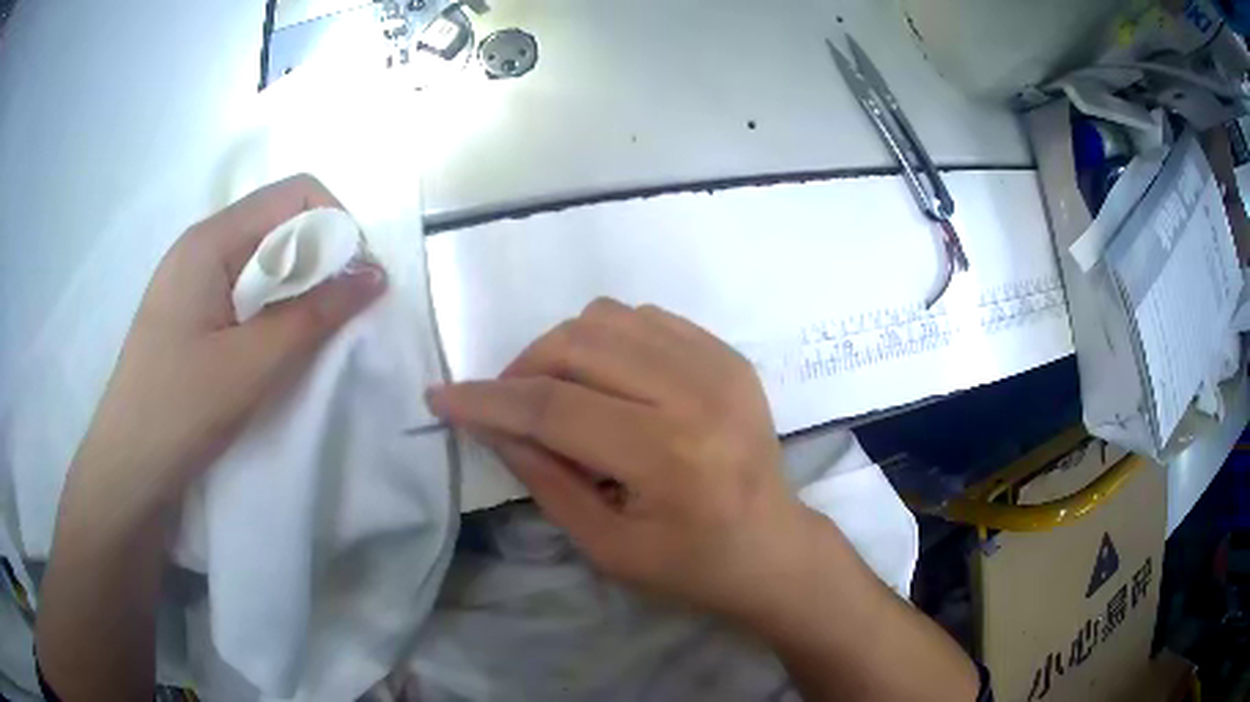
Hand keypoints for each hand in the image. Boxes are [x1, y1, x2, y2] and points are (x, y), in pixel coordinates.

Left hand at [74, 174, 385, 503]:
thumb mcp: (251, 365)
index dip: (336, 225)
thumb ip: (314, 315)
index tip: (355, 280)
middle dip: (320, 260)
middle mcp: (201, 247)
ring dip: (297, 289)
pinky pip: (243, 291)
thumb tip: (375, 275)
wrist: (126, 470)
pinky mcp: (189, 315)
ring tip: (309, 337)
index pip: (293, 194)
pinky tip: (274, 348)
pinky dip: (272, 309)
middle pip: (278, 223)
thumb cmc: (178, 410)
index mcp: (210, 240)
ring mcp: (191, 281)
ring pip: (262, 261)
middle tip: (339, 316)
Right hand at [426, 298, 816, 618]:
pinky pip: (645, 318)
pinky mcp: (729, 355)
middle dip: (522, 369)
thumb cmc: (691, 566)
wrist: (774, 547)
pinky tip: (607, 381)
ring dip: (562, 348)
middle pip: (577, 345)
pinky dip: (607, 340)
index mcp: (668, 456)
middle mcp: (697, 394)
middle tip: (507, 405)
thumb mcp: (606, 546)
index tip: (441, 398)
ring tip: (556, 392)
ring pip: (607, 317)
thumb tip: (491, 424)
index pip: (553, 408)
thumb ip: (544, 479)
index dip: (487, 400)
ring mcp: (719, 365)